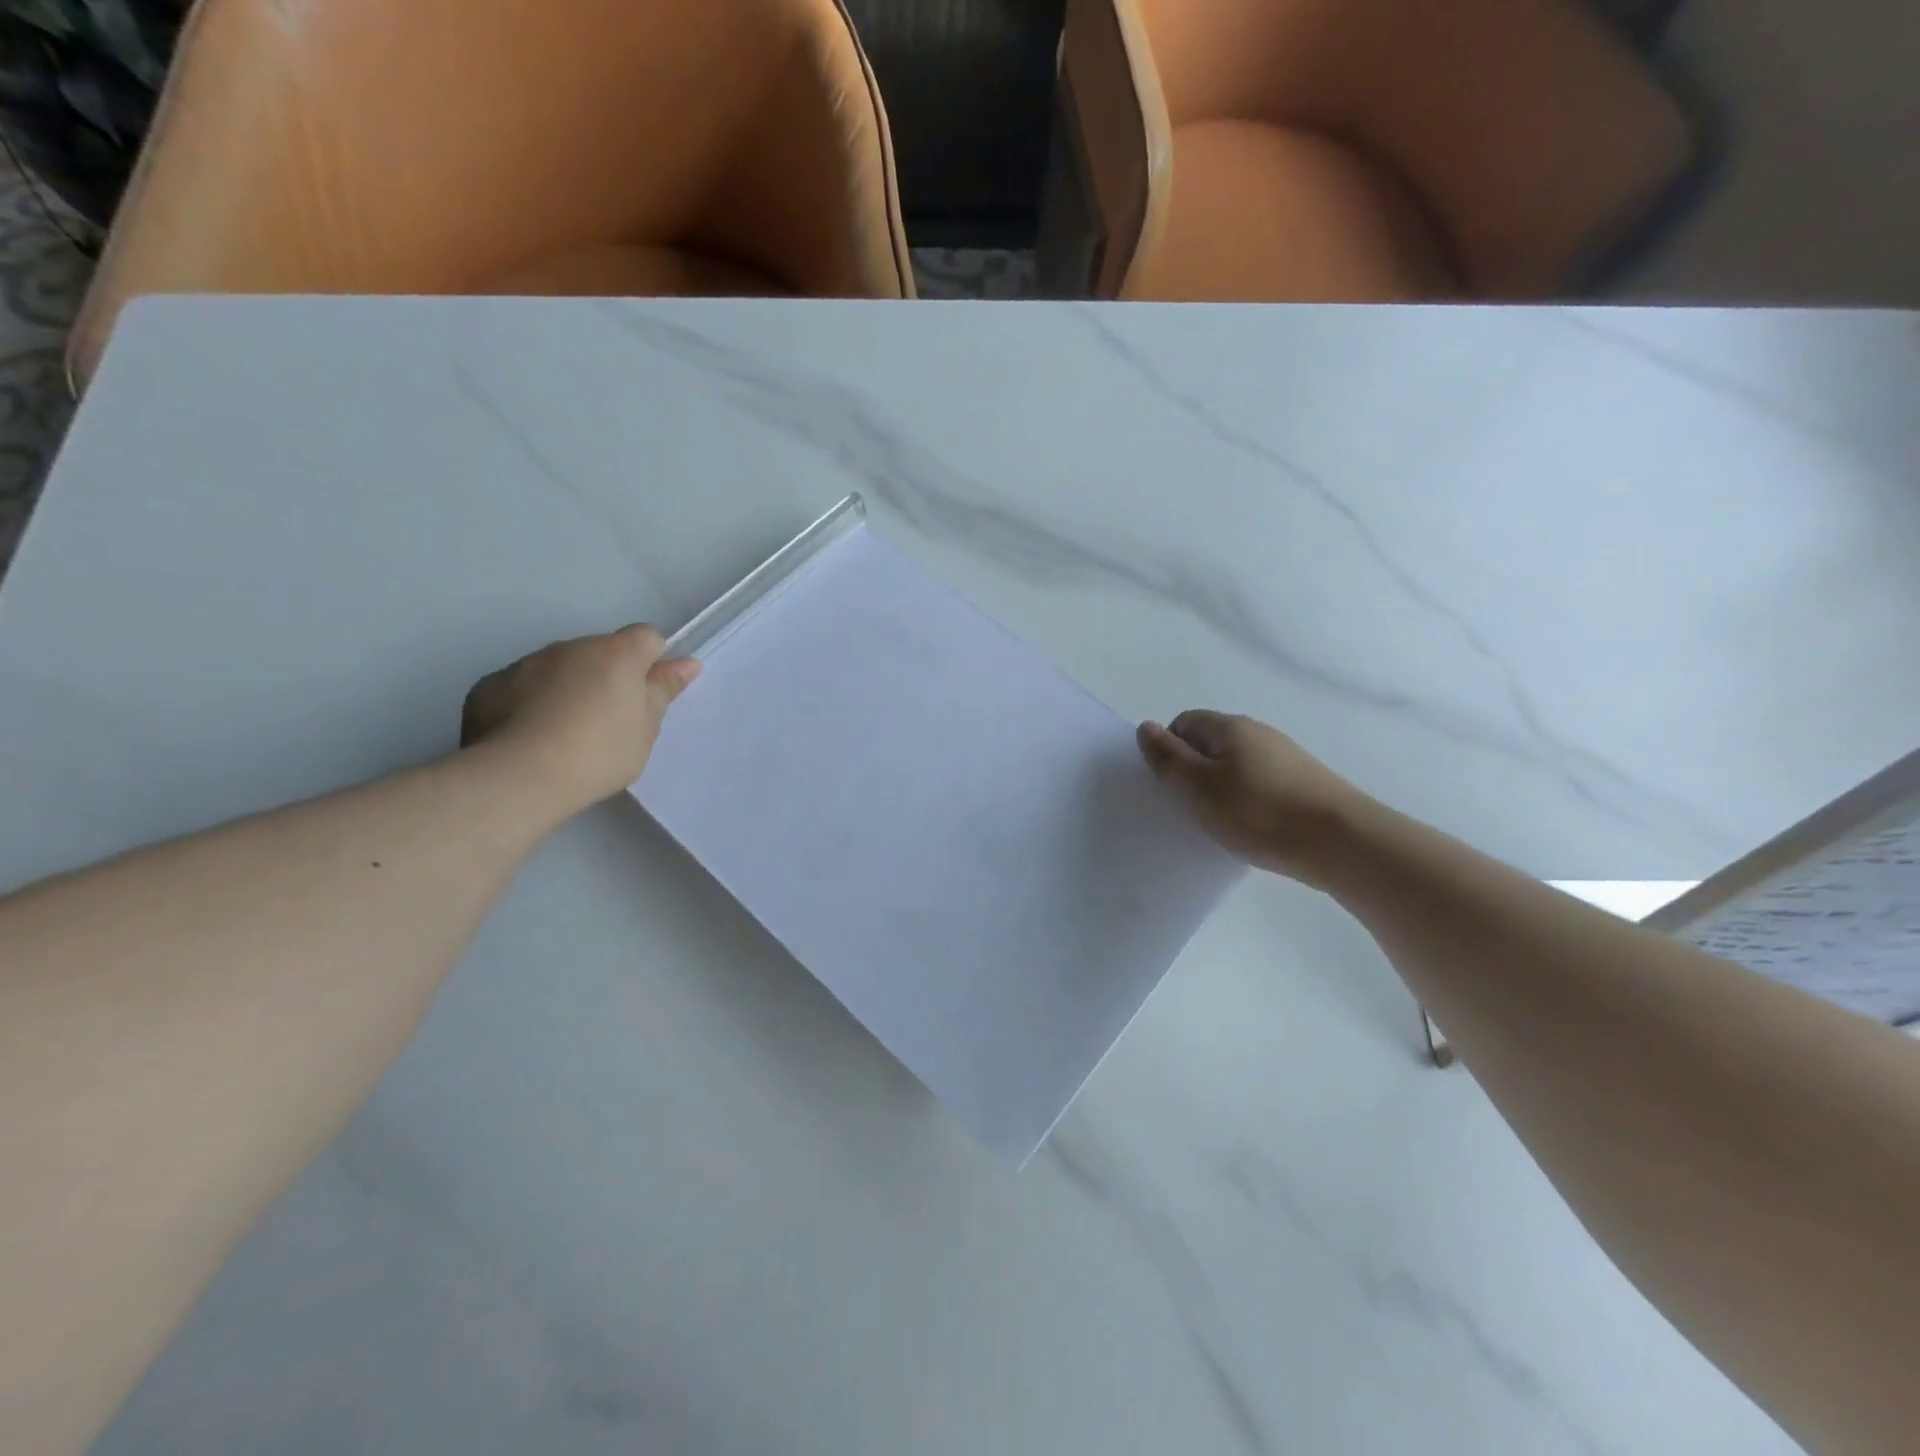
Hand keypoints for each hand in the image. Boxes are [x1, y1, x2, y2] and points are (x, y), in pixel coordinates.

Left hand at [461, 625, 699, 817]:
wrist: (519, 777)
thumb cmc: (599, 752)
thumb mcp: (646, 728)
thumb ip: (663, 690)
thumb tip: (687, 663)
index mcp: (616, 653)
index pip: (646, 637)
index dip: (652, 663)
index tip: (647, 696)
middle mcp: (570, 648)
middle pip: (600, 652)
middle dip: (607, 678)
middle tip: (609, 723)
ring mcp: (525, 664)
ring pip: (559, 668)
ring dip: (568, 689)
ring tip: (565, 735)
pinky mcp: (489, 686)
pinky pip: (521, 687)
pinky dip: (530, 704)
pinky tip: (530, 739)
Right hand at [1137, 711, 1371, 886]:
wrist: (1342, 842)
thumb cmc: (1259, 812)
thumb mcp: (1199, 787)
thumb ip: (1168, 758)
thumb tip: (1145, 727)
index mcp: (1229, 727)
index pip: (1183, 723)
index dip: (1169, 750)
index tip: (1170, 786)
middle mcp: (1258, 732)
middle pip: (1210, 743)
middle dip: (1193, 771)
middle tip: (1189, 807)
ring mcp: (1284, 756)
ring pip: (1235, 765)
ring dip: (1220, 788)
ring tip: (1221, 822)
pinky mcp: (1303, 782)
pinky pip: (1259, 783)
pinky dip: (1247, 800)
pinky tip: (1252, 826)